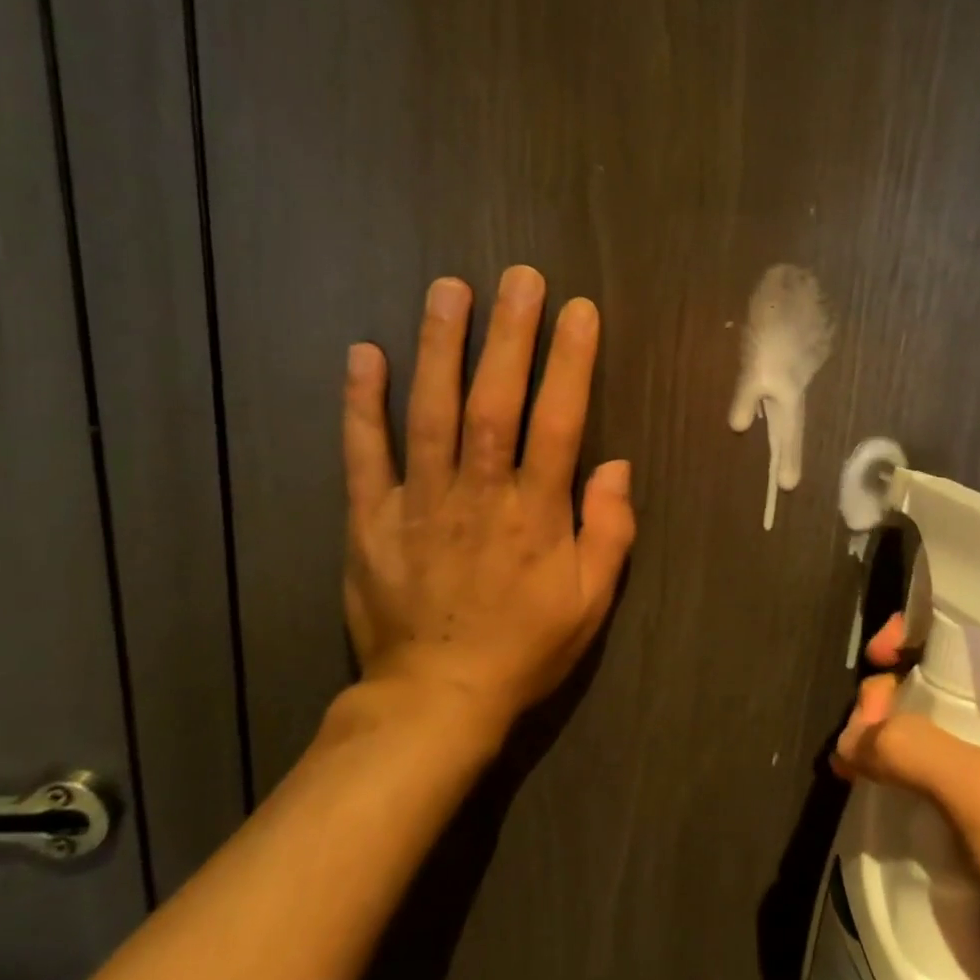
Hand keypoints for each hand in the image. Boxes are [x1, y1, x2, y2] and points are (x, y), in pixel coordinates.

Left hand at [340, 266, 635, 740]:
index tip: (579, 310)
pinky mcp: (371, 520)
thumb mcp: (592, 601)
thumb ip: (611, 530)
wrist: (436, 701)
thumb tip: (617, 463)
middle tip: (519, 277)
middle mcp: (478, 496)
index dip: (570, 363)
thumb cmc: (525, 648)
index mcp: (536, 515)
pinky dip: (362, 404)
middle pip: (494, 403)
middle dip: (509, 336)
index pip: (558, 423)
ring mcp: (419, 504)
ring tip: (448, 290)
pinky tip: (364, 353)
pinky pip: (364, 455)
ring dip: (440, 348)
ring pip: (430, 414)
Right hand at [833, 615, 979, 979]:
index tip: (875, 655)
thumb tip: (850, 741)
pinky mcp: (971, 833)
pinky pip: (918, 786)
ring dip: (879, 740)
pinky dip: (885, 780)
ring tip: (848, 763)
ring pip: (919, 738)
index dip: (917, 635)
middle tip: (860, 732)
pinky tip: (856, 788)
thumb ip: (911, 746)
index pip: (963, 642)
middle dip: (887, 696)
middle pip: (930, 688)